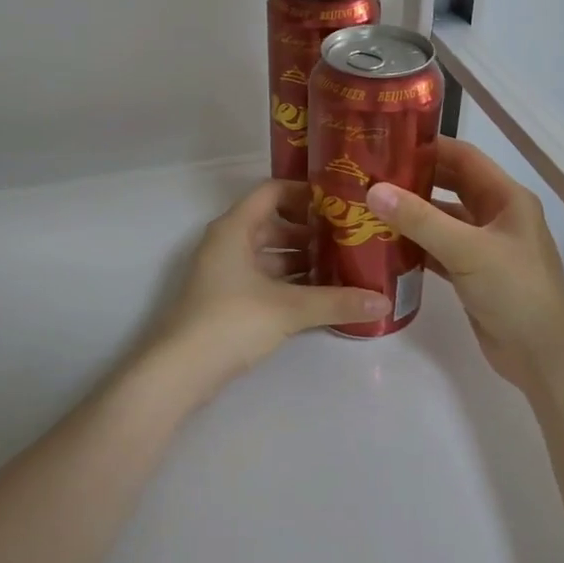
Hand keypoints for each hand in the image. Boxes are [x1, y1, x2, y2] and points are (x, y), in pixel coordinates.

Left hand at [151, 179, 390, 385]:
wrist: (180, 371)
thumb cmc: (231, 321)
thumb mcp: (288, 309)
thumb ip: (336, 301)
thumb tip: (384, 301)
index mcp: (235, 228)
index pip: (272, 192)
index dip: (305, 192)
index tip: (341, 202)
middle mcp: (228, 243)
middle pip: (274, 223)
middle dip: (311, 230)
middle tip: (351, 237)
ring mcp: (225, 272)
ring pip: (270, 254)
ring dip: (302, 258)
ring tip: (344, 266)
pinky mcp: (227, 299)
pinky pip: (264, 278)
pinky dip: (289, 281)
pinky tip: (320, 294)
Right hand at [367, 139, 563, 393]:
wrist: (543, 355)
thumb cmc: (514, 290)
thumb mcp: (467, 250)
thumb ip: (420, 219)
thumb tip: (374, 190)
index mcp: (506, 197)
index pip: (463, 157)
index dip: (428, 146)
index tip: (386, 143)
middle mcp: (496, 216)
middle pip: (450, 186)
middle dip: (413, 179)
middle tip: (369, 175)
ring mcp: (484, 246)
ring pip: (441, 220)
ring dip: (410, 214)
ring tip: (368, 207)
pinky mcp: (471, 274)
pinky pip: (438, 250)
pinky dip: (414, 245)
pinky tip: (384, 245)